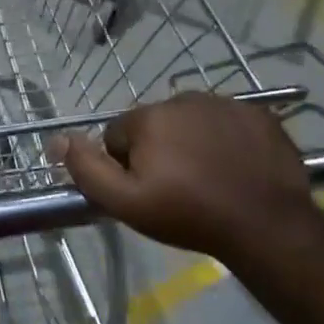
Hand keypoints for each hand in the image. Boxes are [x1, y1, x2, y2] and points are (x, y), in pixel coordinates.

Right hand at [51, 93, 319, 267]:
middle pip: (154, 125)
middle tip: (176, 188)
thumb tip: (57, 139)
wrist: (266, 225)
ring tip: (208, 180)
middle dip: (158, 151)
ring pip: (190, 122)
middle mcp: (183, 98)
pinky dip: (225, 140)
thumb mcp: (125, 202)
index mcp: (148, 117)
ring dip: (191, 143)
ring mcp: (225, 104)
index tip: (147, 191)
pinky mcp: (259, 115)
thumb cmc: (189, 215)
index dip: (125, 166)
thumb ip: (86, 169)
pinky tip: (234, 169)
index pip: (117, 135)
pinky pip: (226, 123)